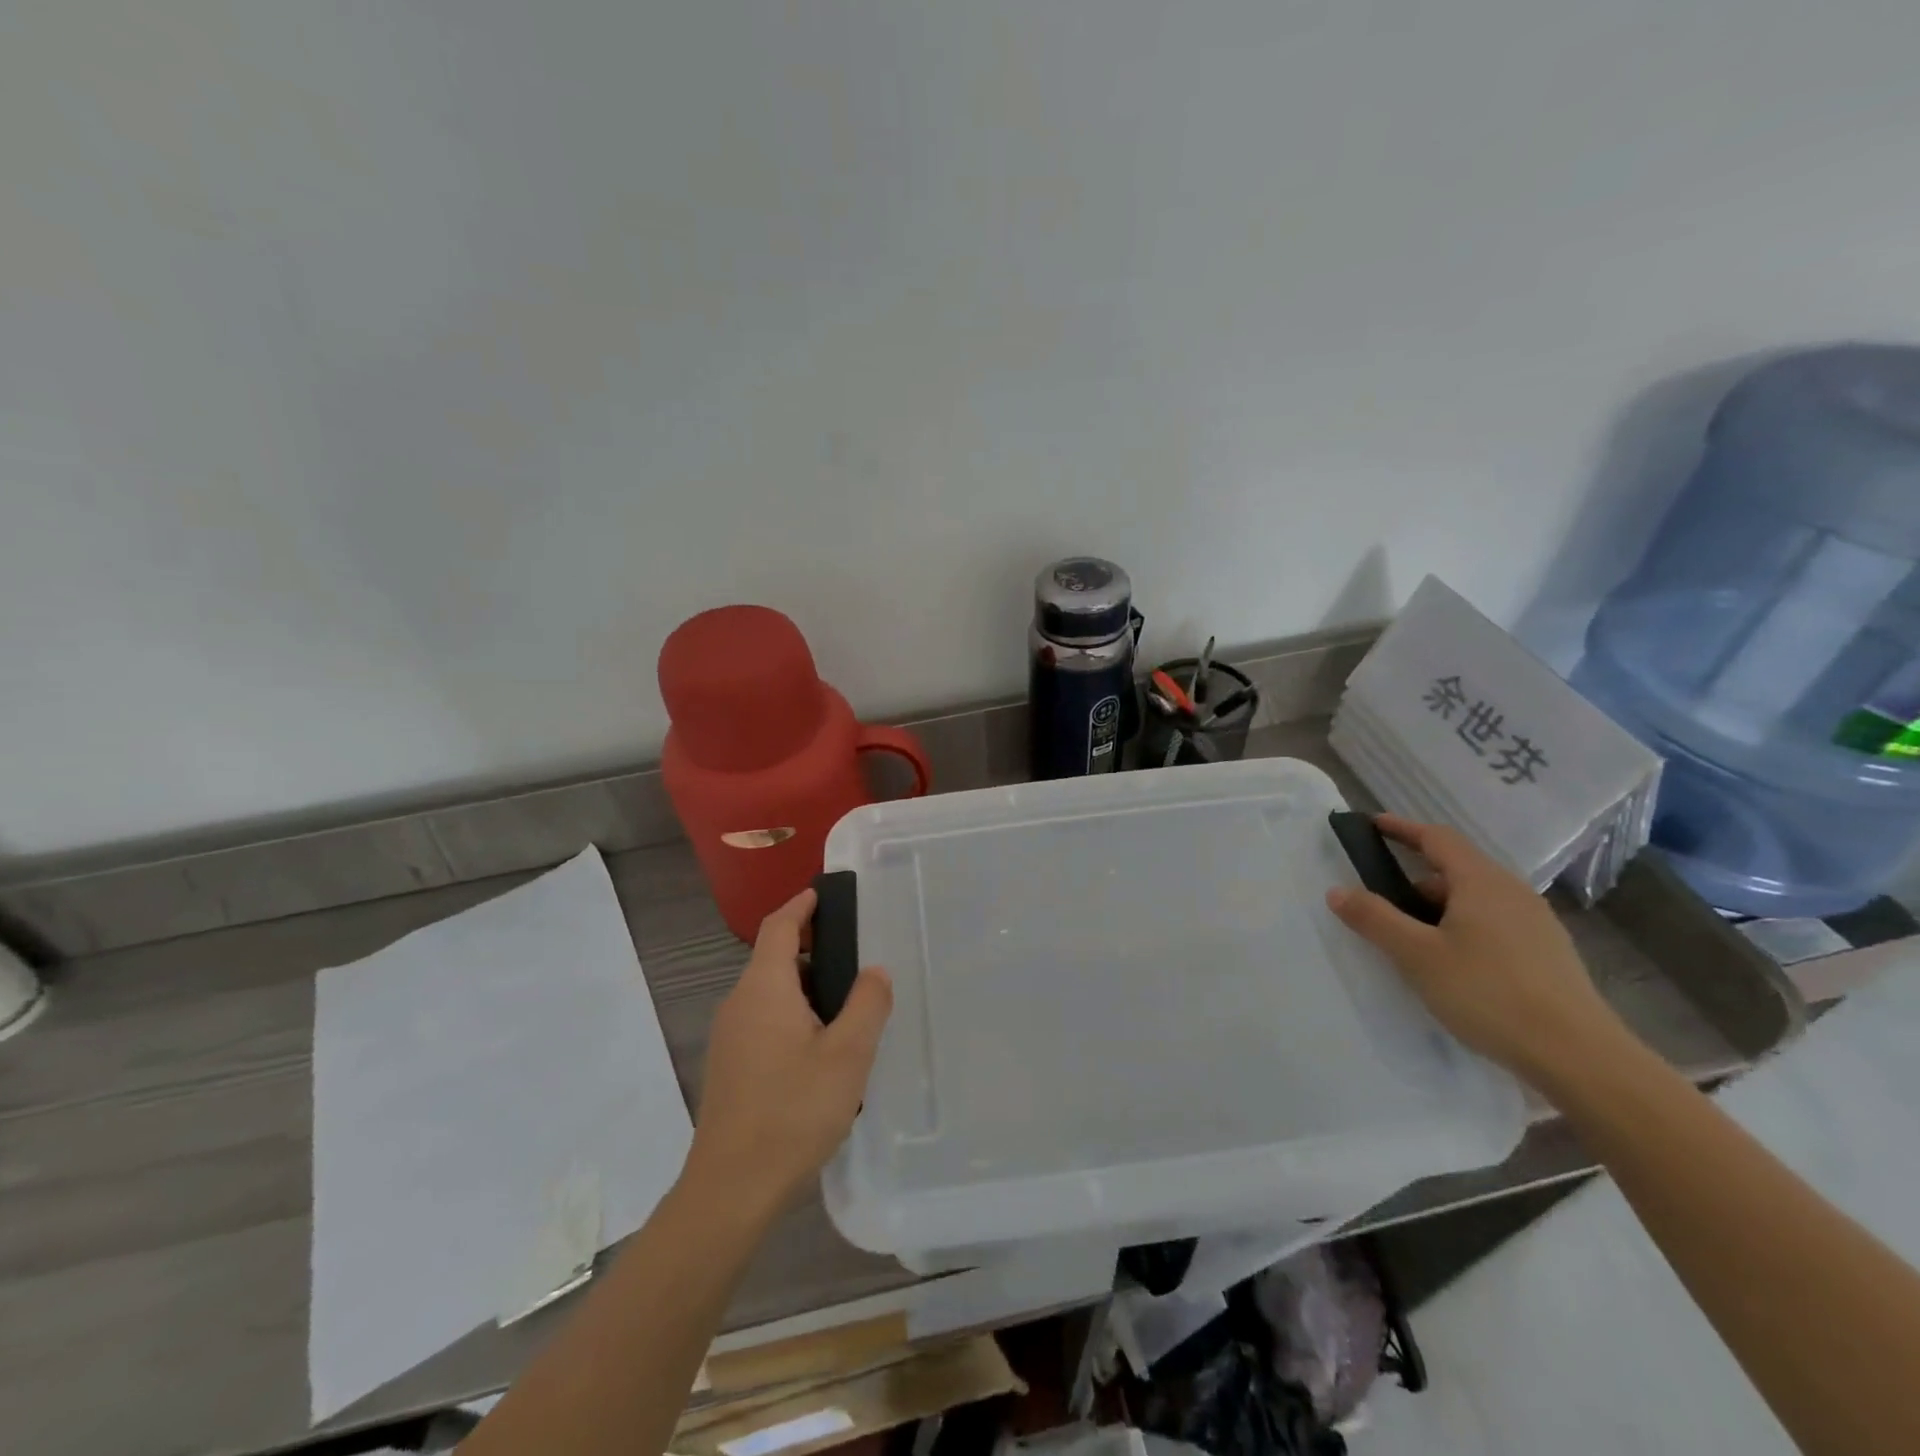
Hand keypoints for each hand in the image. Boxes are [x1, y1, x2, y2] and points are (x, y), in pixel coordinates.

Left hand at [687, 888, 892, 1214]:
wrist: (731, 1188)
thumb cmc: (792, 1111)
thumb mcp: (847, 1055)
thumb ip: (868, 1004)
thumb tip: (874, 971)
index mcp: (764, 988)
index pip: (778, 926)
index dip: (801, 905)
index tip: (824, 892)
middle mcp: (739, 1004)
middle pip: (775, 959)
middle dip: (813, 950)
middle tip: (857, 957)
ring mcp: (730, 1037)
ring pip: (771, 994)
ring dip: (807, 989)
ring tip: (850, 1007)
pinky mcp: (731, 1067)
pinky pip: (765, 1021)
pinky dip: (794, 1016)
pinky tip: (823, 1050)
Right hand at [1324, 814, 1634, 1092]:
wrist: (1578, 1056)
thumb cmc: (1488, 993)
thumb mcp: (1416, 955)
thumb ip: (1374, 918)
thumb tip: (1337, 890)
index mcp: (1481, 882)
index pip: (1437, 838)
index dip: (1402, 828)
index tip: (1373, 824)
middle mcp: (1512, 892)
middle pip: (1456, 870)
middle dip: (1415, 879)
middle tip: (1382, 903)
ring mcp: (1536, 923)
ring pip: (1475, 900)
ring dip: (1439, 908)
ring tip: (1413, 940)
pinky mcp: (1548, 954)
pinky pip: (1494, 924)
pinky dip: (1463, 928)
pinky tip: (1453, 964)